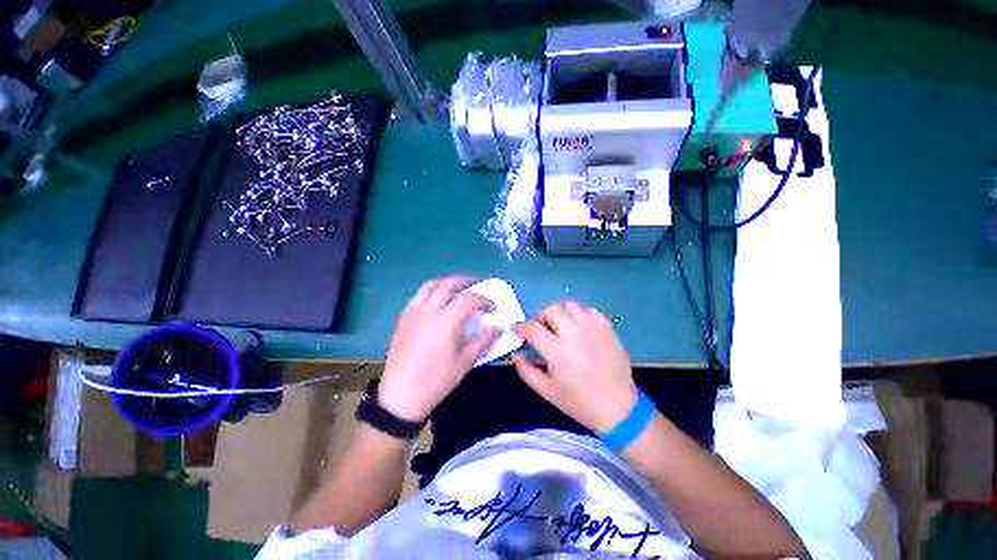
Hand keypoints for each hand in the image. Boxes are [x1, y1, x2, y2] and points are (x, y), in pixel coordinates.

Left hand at [378, 277, 500, 422]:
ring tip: (459, 288)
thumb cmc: (436, 380)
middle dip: (467, 282)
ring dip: (448, 282)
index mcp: (445, 322)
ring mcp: (413, 311)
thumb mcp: (465, 362)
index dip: (484, 300)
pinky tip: (439, 300)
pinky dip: (433, 290)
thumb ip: (484, 340)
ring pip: (431, 285)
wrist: (401, 395)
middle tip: (479, 286)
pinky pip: (419, 294)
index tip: (493, 308)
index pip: (468, 299)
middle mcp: (428, 310)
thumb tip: (499, 328)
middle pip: (448, 284)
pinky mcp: (403, 317)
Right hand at [512, 303, 637, 433]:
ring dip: (560, 313)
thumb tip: (516, 354)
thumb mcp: (547, 391)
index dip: (520, 327)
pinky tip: (579, 327)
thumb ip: (526, 371)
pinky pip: (590, 310)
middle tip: (540, 329)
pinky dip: (579, 315)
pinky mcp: (608, 329)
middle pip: (551, 310)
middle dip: (540, 317)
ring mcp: (594, 329)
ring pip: (570, 305)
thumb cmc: (579, 402)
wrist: (618, 408)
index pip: (533, 328)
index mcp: (559, 352)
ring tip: (560, 326)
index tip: (516, 330)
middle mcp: (575, 335)